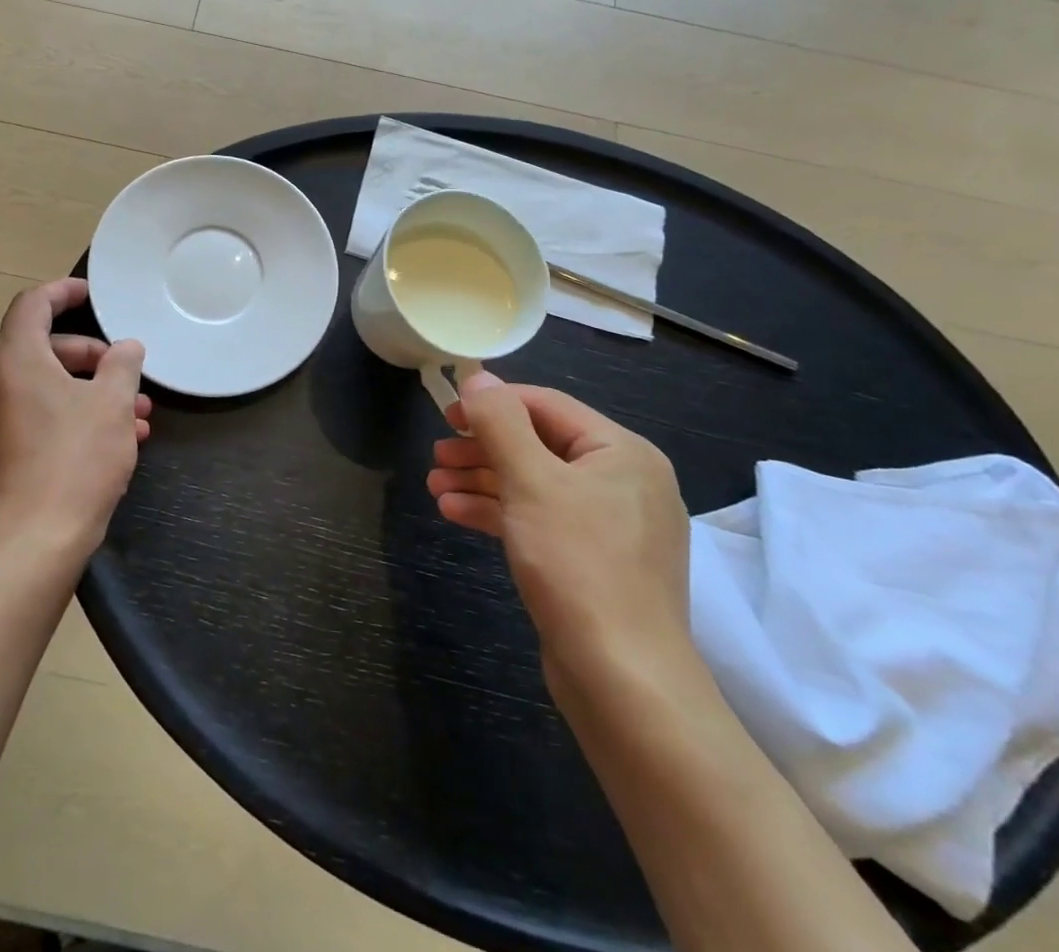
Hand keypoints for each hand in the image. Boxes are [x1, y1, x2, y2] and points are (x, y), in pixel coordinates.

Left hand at [0, 278, 150, 559]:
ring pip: (42, 389)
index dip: (63, 292)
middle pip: (41, 349)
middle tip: (127, 374)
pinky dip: (67, 418)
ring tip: (136, 417)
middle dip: (91, 357)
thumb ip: (122, 365)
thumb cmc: (74, 462)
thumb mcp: (112, 405)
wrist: (29, 548)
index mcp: (13, 361)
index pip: (32, 305)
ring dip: (87, 393)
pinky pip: (32, 419)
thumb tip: (125, 349)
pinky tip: (110, 445)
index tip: (92, 295)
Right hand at [427, 373, 691, 686]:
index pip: (547, 406)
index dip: (493, 404)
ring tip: (435, 486)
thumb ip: (501, 422)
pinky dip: (499, 513)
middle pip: (539, 445)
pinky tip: (455, 513)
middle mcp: (623, 482)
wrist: (623, 680)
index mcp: (622, 452)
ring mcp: (611, 525)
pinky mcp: (594, 561)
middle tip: (437, 455)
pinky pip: (541, 519)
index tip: (446, 414)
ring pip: (535, 484)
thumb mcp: (531, 481)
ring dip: (483, 480)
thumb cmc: (577, 564)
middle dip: (483, 448)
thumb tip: (478, 378)